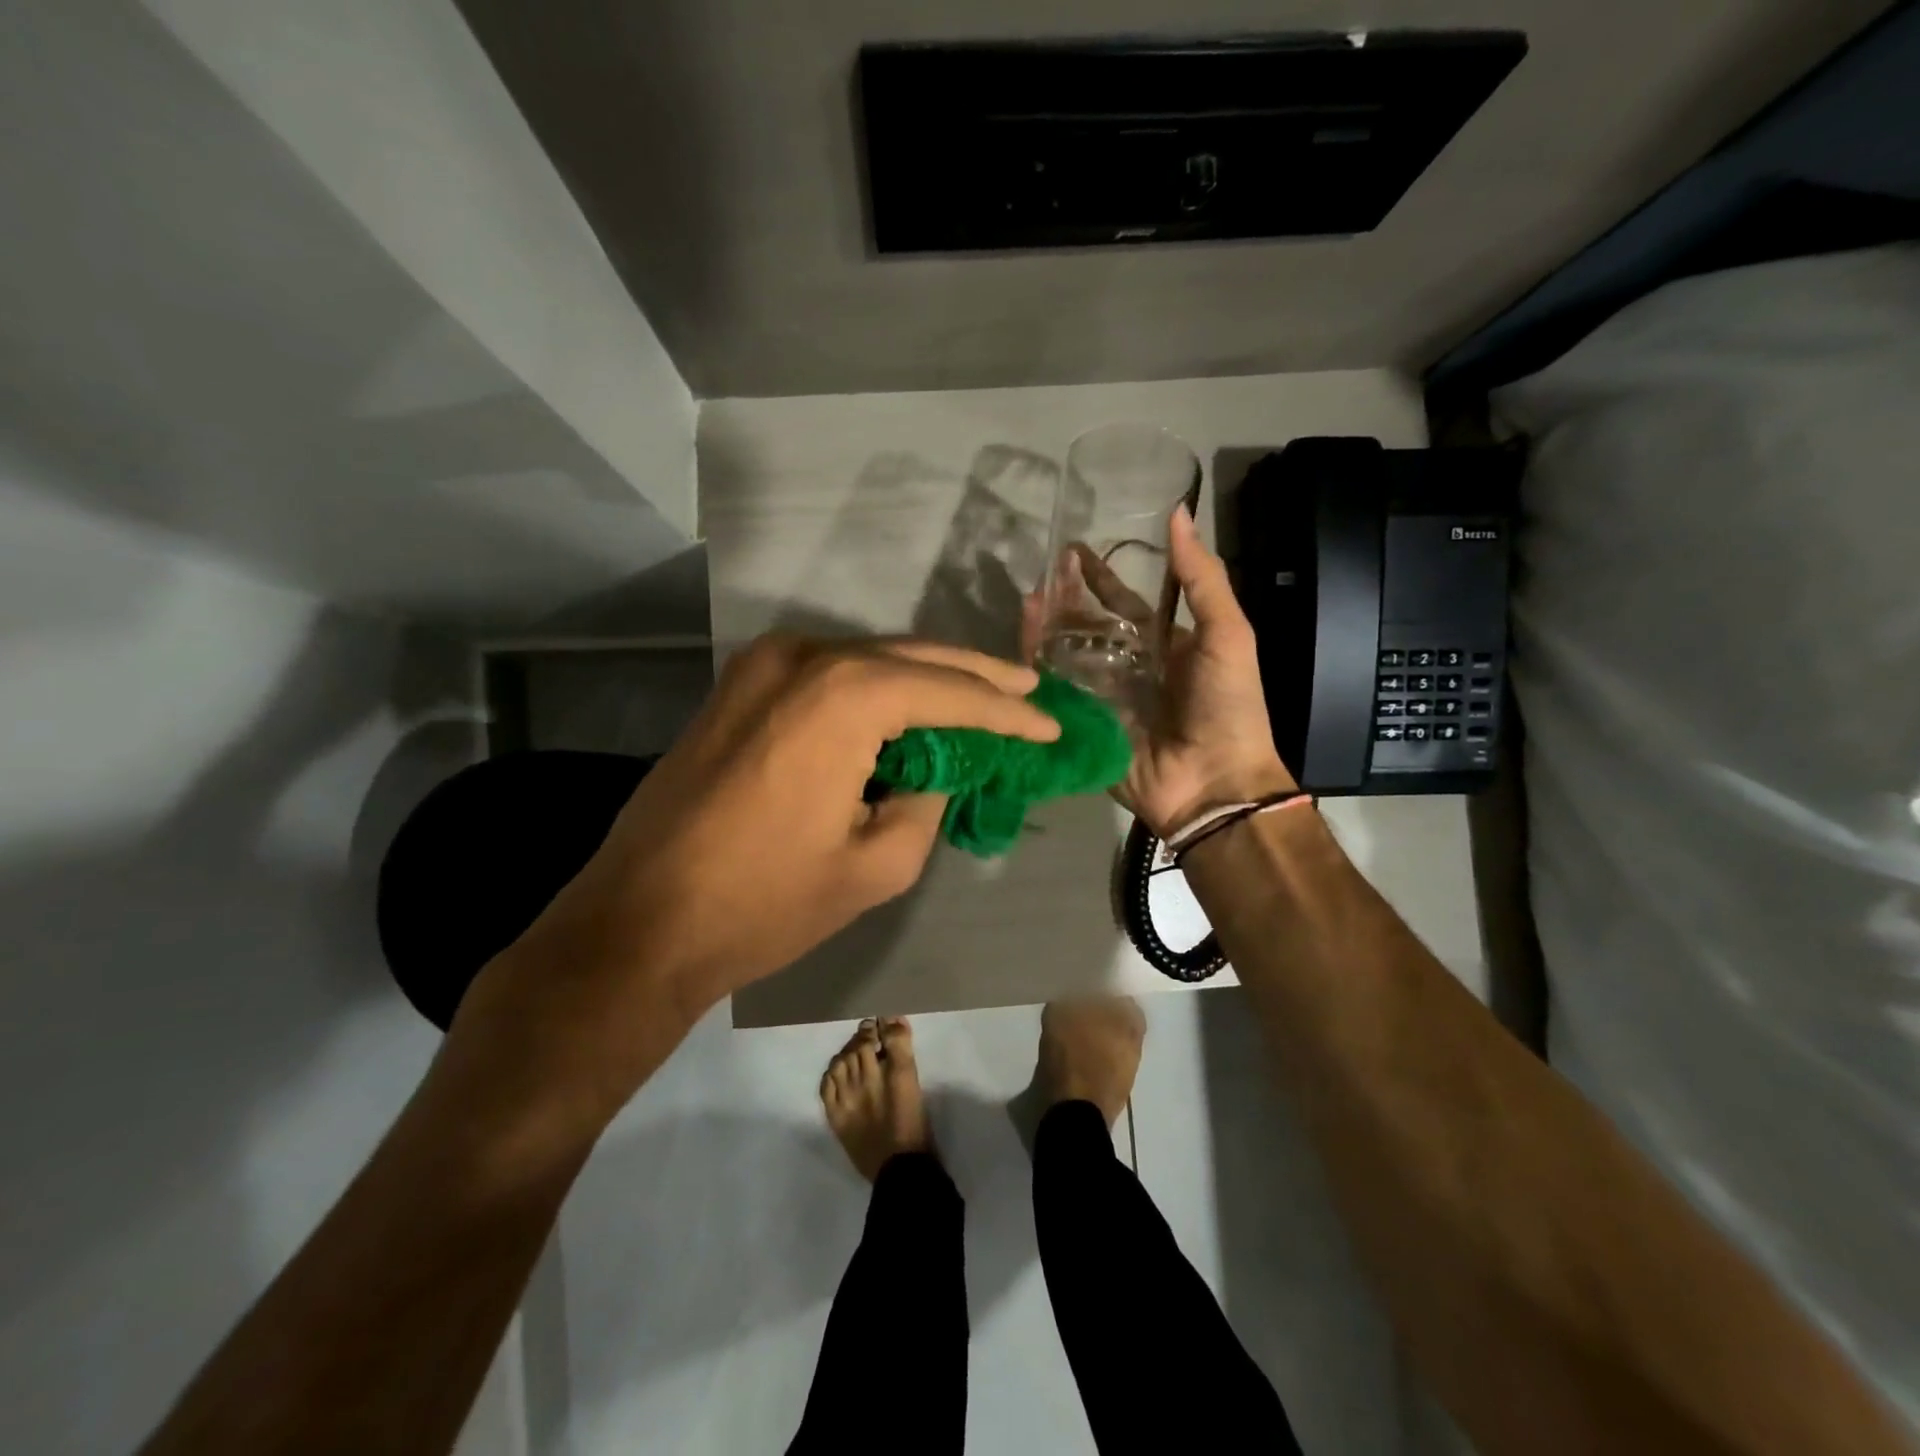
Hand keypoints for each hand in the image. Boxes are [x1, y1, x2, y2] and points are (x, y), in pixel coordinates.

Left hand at [448, 636, 1058, 1124]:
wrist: (640, 921)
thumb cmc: (764, 901)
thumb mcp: (877, 863)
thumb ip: (927, 800)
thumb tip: (937, 770)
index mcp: (843, 695)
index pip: (950, 694)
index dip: (1007, 713)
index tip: (1050, 726)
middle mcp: (803, 658)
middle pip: (912, 657)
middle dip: (975, 677)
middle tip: (1027, 691)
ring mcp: (763, 665)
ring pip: (869, 658)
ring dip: (926, 678)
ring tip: (982, 695)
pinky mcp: (740, 686)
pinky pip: (829, 674)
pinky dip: (876, 688)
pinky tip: (909, 708)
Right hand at [1027, 506, 1293, 837]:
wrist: (1214, 782)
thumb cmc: (1227, 706)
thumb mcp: (1227, 634)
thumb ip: (1202, 579)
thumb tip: (1178, 514)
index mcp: (1163, 646)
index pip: (1124, 604)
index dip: (1099, 578)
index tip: (1072, 551)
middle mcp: (1129, 668)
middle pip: (1087, 628)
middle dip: (1064, 602)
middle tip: (1040, 576)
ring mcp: (1103, 699)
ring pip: (1067, 657)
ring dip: (1046, 630)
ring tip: (1028, 602)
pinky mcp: (1083, 727)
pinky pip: (1056, 694)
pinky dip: (1037, 671)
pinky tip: (1021, 646)